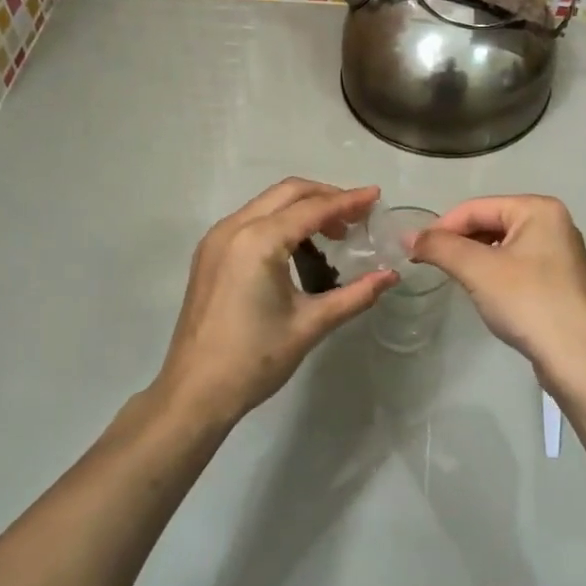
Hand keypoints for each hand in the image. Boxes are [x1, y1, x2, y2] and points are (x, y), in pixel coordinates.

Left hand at [155, 179, 394, 425]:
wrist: (195, 392)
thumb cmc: (255, 359)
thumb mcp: (311, 324)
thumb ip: (355, 295)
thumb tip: (391, 276)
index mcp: (258, 241)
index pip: (312, 208)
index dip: (348, 201)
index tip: (376, 196)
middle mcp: (234, 228)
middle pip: (288, 193)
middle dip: (325, 197)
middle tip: (357, 216)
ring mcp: (216, 240)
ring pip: (267, 204)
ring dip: (302, 209)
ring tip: (333, 234)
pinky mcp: (209, 254)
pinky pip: (251, 221)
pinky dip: (280, 223)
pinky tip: (299, 248)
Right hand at [409, 195, 585, 380]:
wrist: (576, 357)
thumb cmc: (527, 302)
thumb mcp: (476, 269)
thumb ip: (439, 247)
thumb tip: (408, 237)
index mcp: (538, 209)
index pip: (476, 208)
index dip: (441, 227)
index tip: (415, 250)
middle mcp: (554, 222)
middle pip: (491, 222)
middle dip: (459, 242)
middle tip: (431, 264)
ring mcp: (560, 253)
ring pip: (503, 245)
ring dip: (474, 258)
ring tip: (455, 277)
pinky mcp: (560, 281)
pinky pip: (517, 265)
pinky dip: (494, 272)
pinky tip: (483, 292)